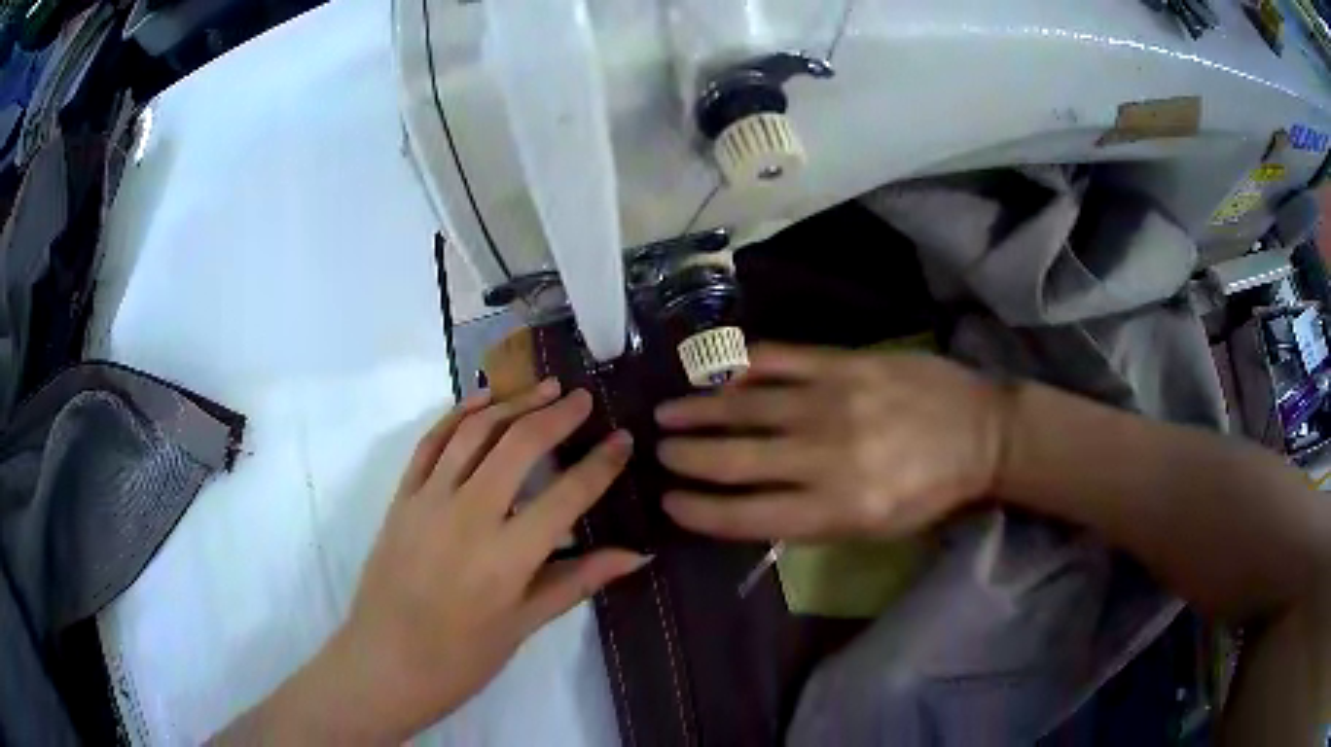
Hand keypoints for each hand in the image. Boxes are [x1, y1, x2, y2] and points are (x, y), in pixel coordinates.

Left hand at [218, 382, 646, 743]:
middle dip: (557, 415)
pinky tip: (482, 402)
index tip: (624, 439)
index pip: (567, 495)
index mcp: (508, 557)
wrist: (385, 663)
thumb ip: (578, 580)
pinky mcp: (402, 497)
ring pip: (474, 433)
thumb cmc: (462, 658)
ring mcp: (429, 500)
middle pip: (519, 446)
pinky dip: (459, 415)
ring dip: (512, 403)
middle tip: (583, 398)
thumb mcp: (525, 625)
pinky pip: (431, 443)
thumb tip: (636, 554)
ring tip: (542, 387)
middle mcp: (469, 516)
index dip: (602, 464)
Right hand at [656, 344, 1009, 540]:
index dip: (700, 510)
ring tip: (667, 412)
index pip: (747, 514)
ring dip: (700, 410)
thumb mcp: (874, 528)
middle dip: (687, 458)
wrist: (983, 433)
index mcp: (837, 509)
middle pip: (736, 459)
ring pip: (747, 405)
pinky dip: (742, 364)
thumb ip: (810, 517)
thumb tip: (747, 501)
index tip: (670, 502)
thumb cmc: (930, 493)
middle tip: (658, 452)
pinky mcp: (846, 363)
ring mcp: (834, 401)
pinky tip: (716, 369)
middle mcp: (827, 456)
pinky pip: (780, 359)